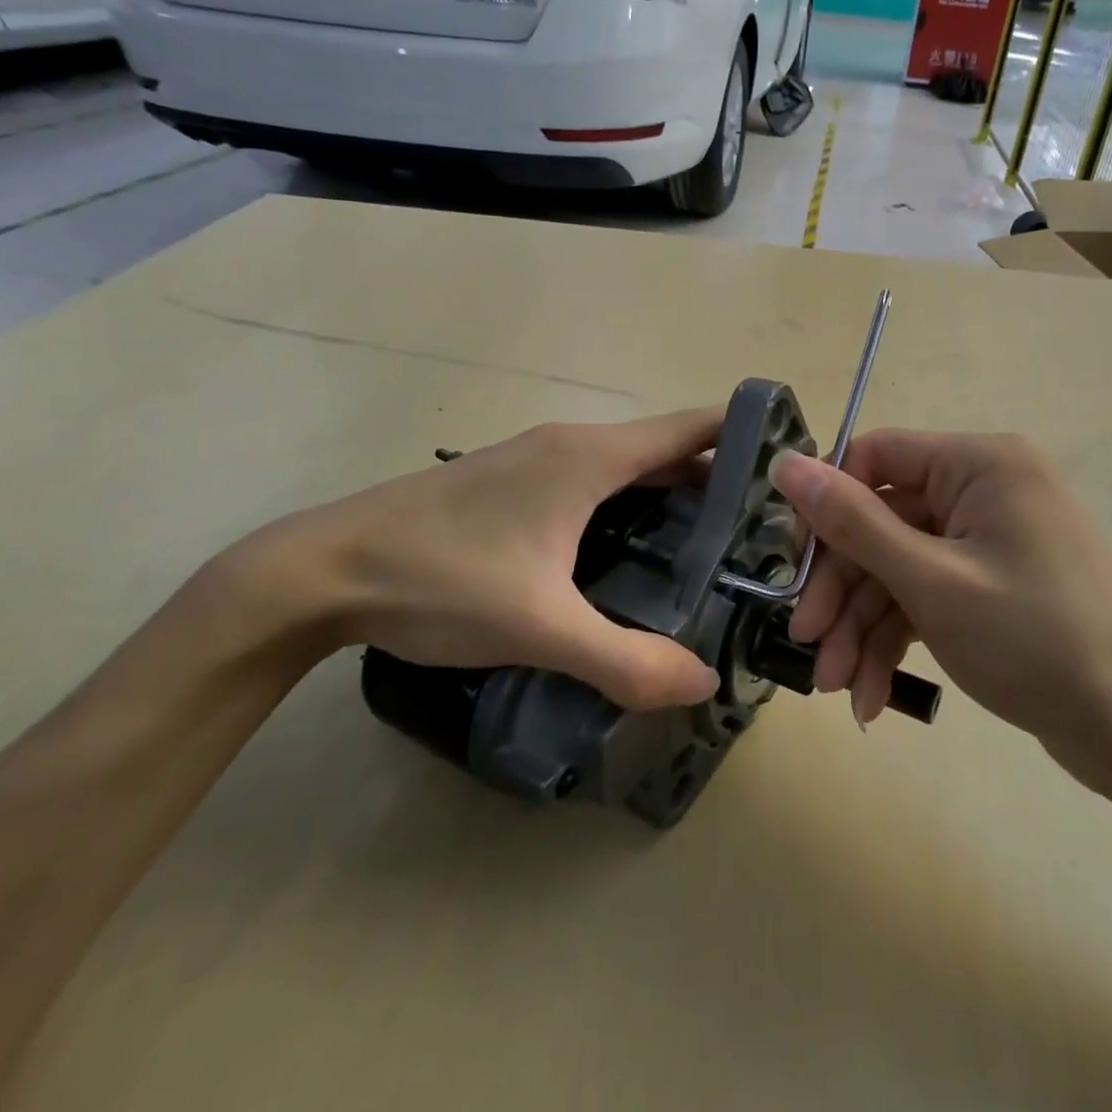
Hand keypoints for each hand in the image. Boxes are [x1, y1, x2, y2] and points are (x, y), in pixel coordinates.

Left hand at [229, 411, 724, 710]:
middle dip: (721, 483)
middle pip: (668, 448)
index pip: (693, 428)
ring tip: (717, 551)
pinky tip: (637, 559)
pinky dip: (633, 508)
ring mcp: (537, 461)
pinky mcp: (513, 486)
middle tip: (765, 535)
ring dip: (674, 497)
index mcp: (590, 456)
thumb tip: (703, 684)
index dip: (747, 440)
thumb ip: (626, 660)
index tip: (792, 475)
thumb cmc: (439, 580)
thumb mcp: (539, 627)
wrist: (319, 571)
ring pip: (630, 468)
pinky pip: (596, 484)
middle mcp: (571, 444)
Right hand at [772, 432, 1111, 797]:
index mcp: (979, 463)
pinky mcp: (988, 583)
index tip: (793, 564)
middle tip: (808, 644)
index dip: (826, 506)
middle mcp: (983, 489)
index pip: (875, 457)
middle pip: (881, 523)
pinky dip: (896, 639)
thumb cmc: (1034, 641)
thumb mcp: (931, 580)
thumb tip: (785, 462)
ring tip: (838, 687)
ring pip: (898, 567)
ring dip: (862, 626)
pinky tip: (871, 695)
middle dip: (843, 590)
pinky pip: (925, 595)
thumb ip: (852, 521)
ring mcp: (987, 539)